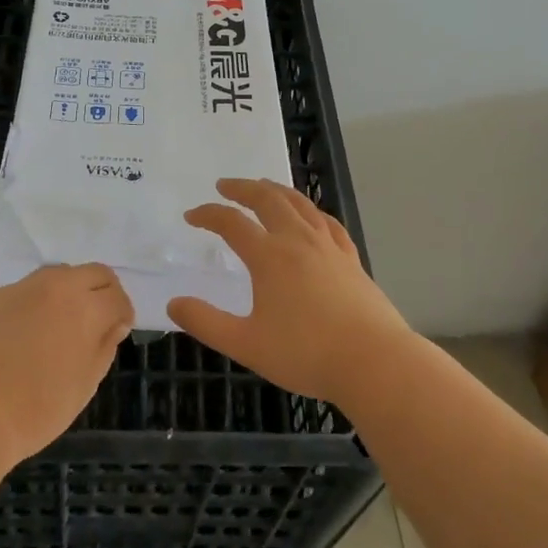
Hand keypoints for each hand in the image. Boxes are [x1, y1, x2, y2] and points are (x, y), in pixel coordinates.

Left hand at [0, 263, 132, 463]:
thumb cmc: (37, 409)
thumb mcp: (84, 385)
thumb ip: (104, 347)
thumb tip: (113, 324)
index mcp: (85, 308)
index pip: (117, 295)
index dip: (122, 313)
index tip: (117, 330)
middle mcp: (55, 286)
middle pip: (92, 272)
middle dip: (100, 292)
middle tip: (94, 321)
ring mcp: (18, 288)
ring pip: (54, 276)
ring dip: (65, 293)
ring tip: (54, 326)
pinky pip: (19, 294)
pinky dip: (27, 308)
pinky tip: (14, 339)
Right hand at [167, 178, 412, 407]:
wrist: (373, 362)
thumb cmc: (305, 354)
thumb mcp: (246, 344)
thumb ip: (206, 322)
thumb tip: (174, 304)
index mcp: (269, 257)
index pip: (232, 223)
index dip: (208, 215)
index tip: (192, 216)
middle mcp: (298, 241)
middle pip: (267, 200)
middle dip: (243, 188)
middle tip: (224, 185)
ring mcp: (329, 247)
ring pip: (300, 204)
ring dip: (276, 190)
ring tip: (263, 186)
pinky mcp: (351, 259)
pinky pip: (328, 222)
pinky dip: (311, 210)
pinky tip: (310, 215)